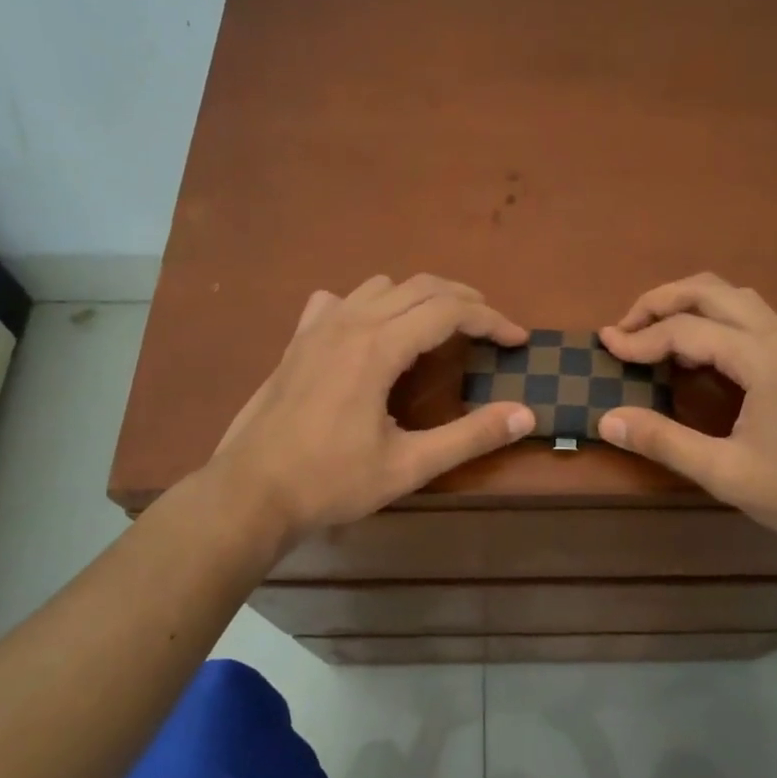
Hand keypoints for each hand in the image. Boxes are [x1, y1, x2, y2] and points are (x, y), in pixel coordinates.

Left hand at [206, 274, 533, 543]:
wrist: (250, 492)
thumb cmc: (331, 481)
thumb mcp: (409, 466)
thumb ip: (470, 436)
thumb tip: (526, 415)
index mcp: (379, 347)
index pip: (449, 311)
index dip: (491, 320)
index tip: (518, 340)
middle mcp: (350, 322)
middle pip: (421, 286)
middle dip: (464, 300)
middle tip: (492, 328)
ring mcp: (318, 327)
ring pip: (381, 285)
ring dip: (420, 296)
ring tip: (441, 327)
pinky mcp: (298, 340)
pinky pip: (340, 300)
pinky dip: (369, 304)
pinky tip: (371, 332)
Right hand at [597, 273, 776, 553]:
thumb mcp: (726, 473)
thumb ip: (664, 442)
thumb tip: (607, 419)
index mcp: (762, 357)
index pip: (686, 329)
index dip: (640, 338)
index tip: (605, 348)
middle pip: (710, 290)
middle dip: (661, 300)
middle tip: (625, 328)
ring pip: (734, 297)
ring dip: (689, 304)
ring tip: (656, 334)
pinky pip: (750, 317)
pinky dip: (714, 319)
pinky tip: (701, 352)